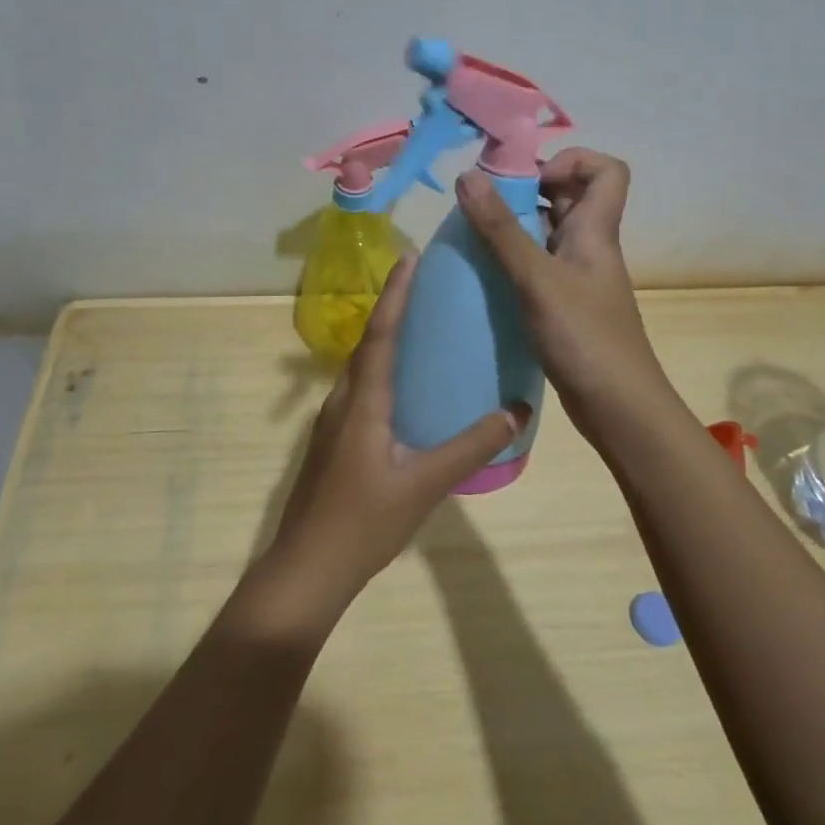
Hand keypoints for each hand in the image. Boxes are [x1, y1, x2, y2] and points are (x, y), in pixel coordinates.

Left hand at [264, 254, 530, 620]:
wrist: (308, 567)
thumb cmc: (364, 522)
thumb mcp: (425, 484)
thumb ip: (471, 446)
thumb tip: (516, 411)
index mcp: (363, 401)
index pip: (382, 333)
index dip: (397, 293)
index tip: (411, 257)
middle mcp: (343, 400)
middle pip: (369, 341)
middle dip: (394, 307)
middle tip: (425, 283)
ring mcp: (334, 421)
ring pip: (362, 366)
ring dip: (387, 337)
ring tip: (421, 325)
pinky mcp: (335, 441)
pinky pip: (361, 388)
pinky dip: (383, 369)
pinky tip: (406, 386)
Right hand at [455, 149, 675, 449]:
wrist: (618, 408)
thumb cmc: (585, 338)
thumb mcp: (538, 279)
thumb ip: (502, 230)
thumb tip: (467, 176)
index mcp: (596, 230)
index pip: (608, 170)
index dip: (572, 161)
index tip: (528, 179)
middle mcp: (589, 247)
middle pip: (569, 198)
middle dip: (527, 191)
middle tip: (483, 205)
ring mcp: (578, 278)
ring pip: (548, 234)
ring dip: (514, 228)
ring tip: (475, 238)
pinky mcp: (565, 306)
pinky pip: (539, 267)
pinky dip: (514, 263)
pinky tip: (485, 278)